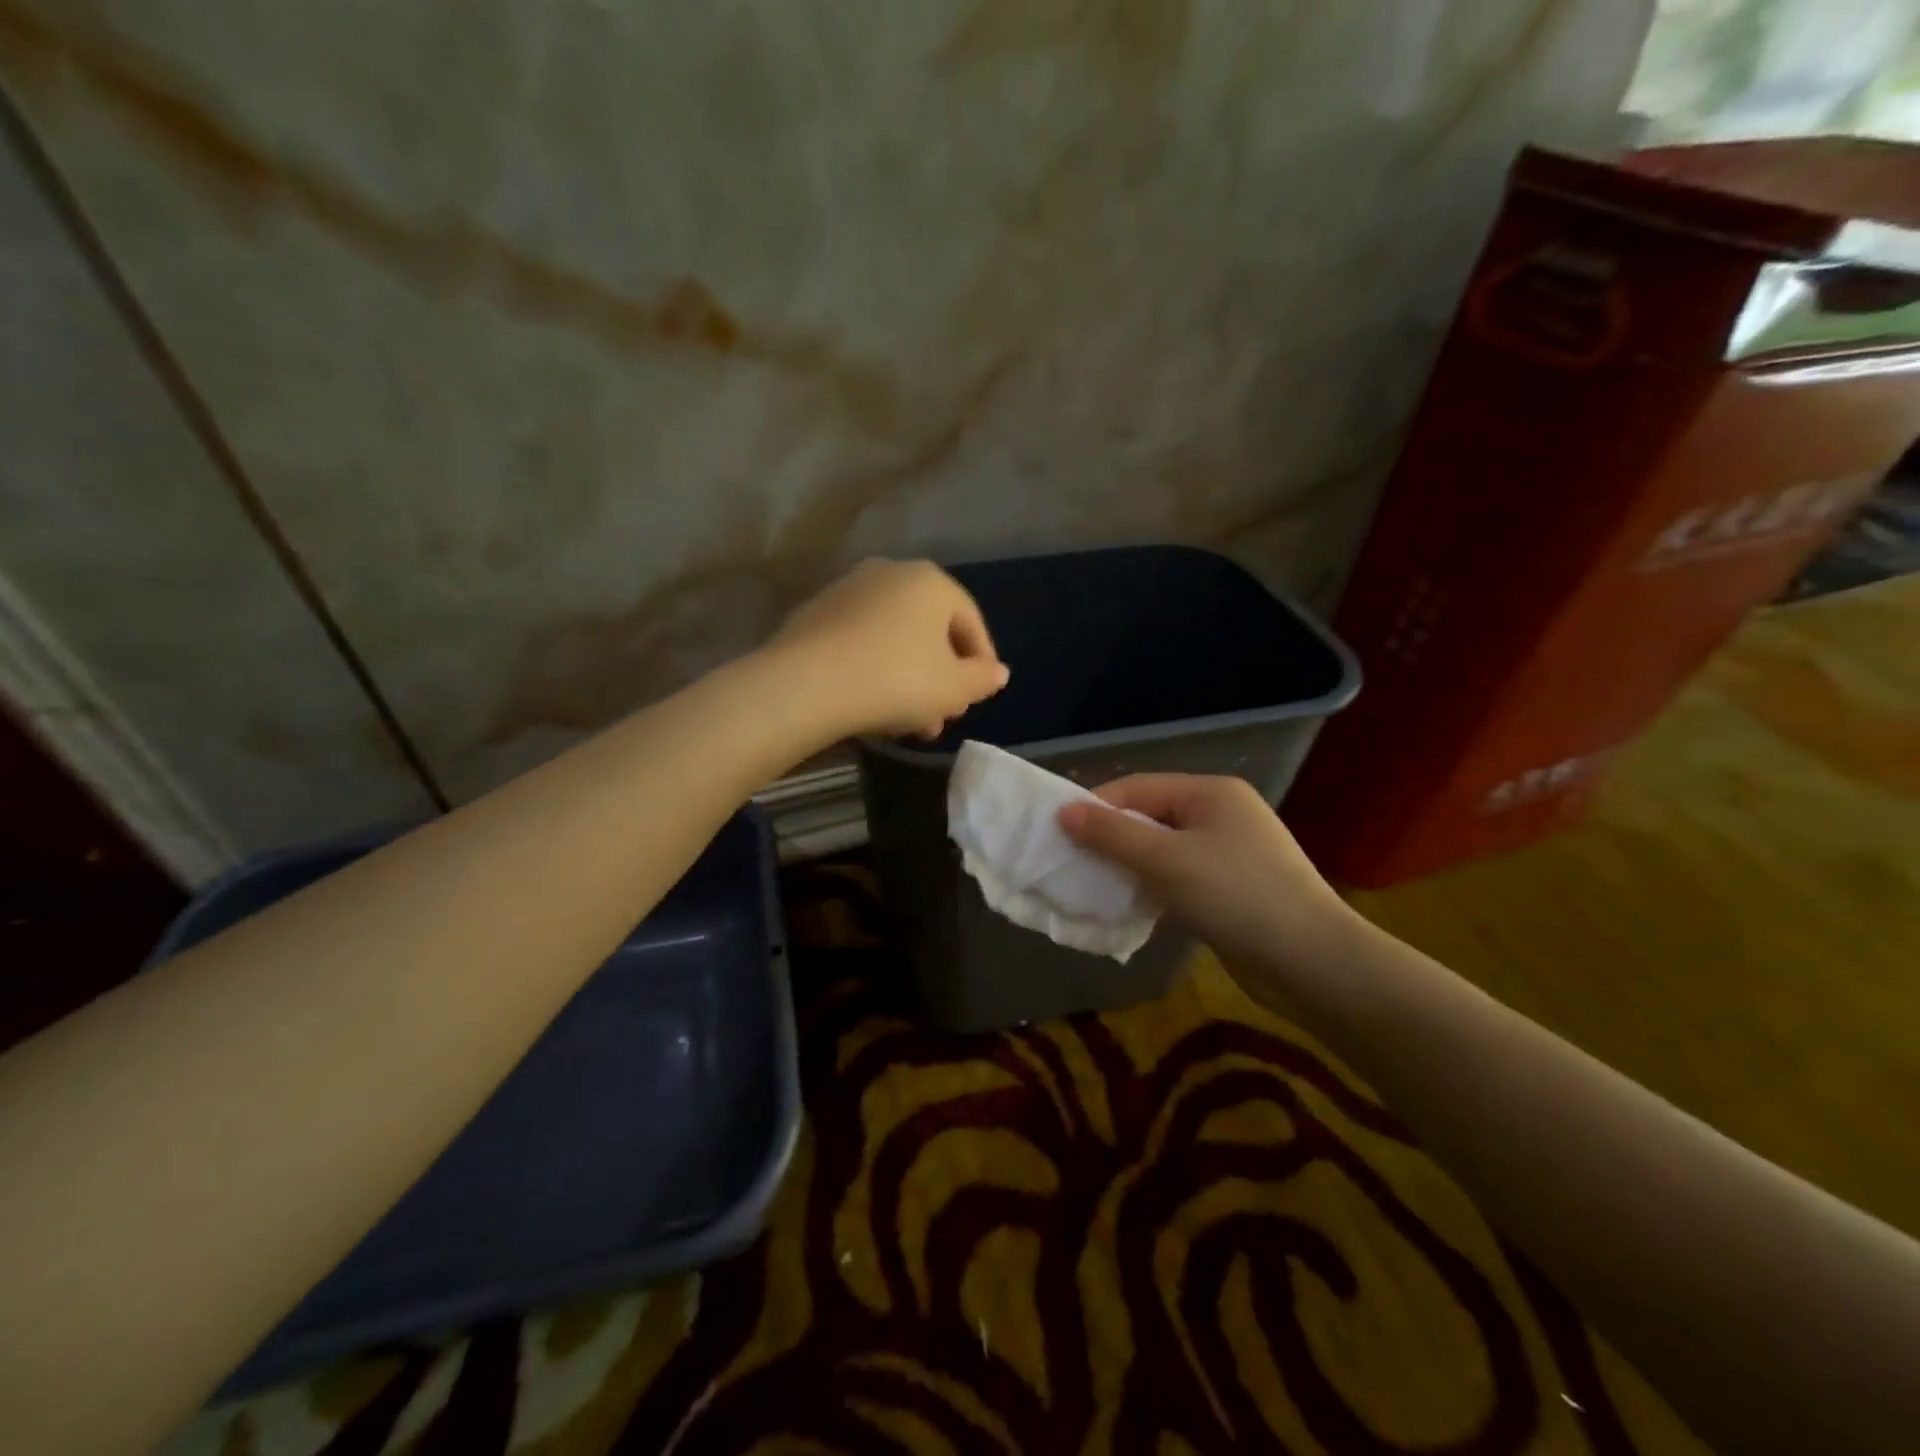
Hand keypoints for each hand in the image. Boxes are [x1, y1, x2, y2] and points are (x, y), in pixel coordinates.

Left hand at [768, 559, 1010, 738]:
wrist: (807, 684)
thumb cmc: (897, 681)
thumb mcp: (954, 689)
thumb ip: (982, 680)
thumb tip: (997, 673)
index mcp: (931, 582)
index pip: (970, 622)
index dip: (980, 664)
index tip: (977, 698)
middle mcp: (890, 573)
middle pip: (929, 632)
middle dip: (940, 679)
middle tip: (941, 719)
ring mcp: (848, 590)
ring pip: (894, 640)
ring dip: (909, 680)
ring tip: (908, 725)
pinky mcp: (815, 613)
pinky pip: (860, 643)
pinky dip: (874, 669)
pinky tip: (871, 706)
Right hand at [1058, 775, 1359, 999]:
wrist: (1312, 963)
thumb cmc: (1237, 895)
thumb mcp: (1167, 860)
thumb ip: (1113, 835)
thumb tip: (1063, 811)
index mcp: (1210, 793)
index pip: (1137, 787)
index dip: (1096, 807)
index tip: (1058, 834)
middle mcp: (1220, 815)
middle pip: (1149, 819)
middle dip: (1110, 841)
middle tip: (1071, 865)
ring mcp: (1227, 855)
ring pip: (1161, 853)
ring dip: (1129, 869)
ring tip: (1093, 889)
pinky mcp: (1229, 891)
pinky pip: (1177, 880)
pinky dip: (1152, 891)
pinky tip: (1129, 911)